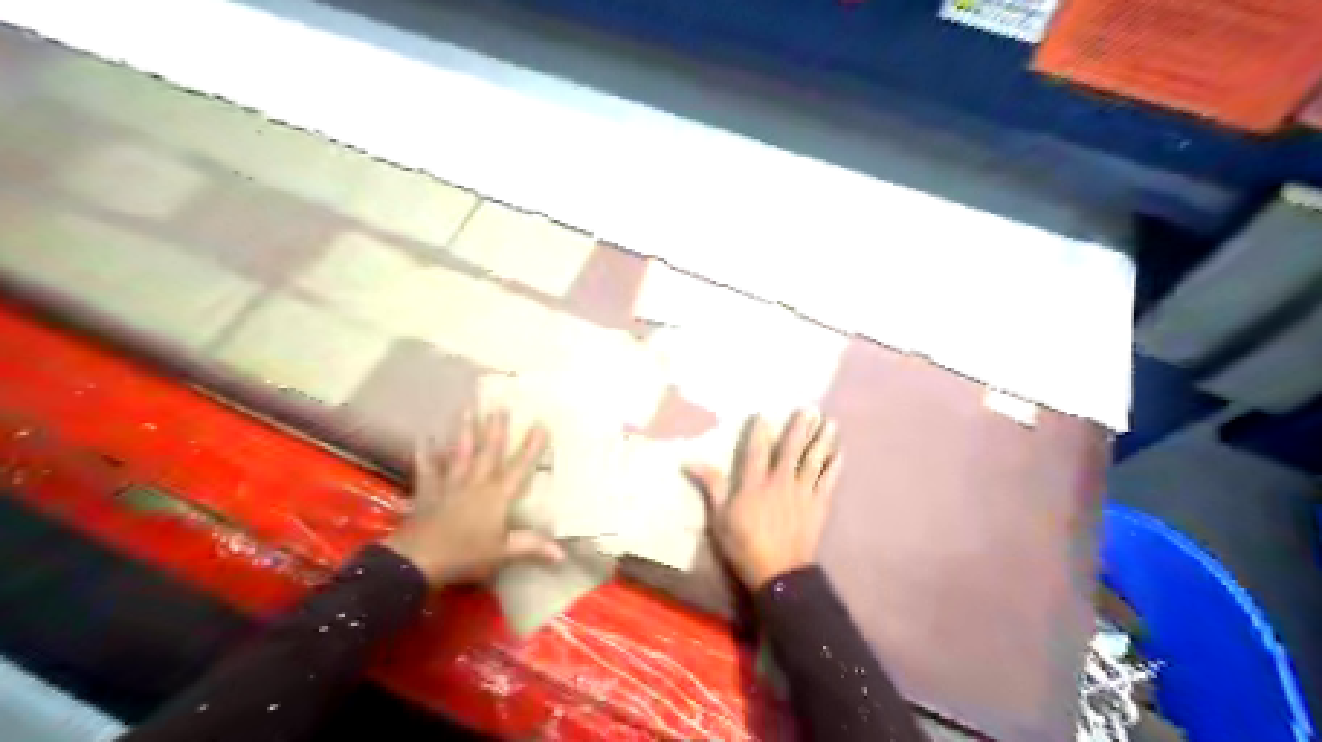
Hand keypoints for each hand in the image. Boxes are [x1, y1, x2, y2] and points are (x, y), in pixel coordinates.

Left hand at [382, 409, 568, 588]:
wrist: (417, 560)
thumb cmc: (465, 555)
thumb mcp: (503, 553)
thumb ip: (532, 547)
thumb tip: (564, 555)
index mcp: (497, 496)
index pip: (519, 467)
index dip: (531, 446)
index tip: (540, 423)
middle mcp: (475, 483)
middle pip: (487, 451)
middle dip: (495, 428)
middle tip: (499, 405)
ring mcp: (449, 484)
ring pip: (460, 452)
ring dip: (464, 430)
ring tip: (467, 408)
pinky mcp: (427, 492)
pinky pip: (427, 468)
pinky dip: (425, 453)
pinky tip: (423, 437)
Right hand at [686, 412, 840, 589]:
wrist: (779, 573)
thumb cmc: (744, 545)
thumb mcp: (719, 517)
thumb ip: (710, 486)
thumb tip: (689, 461)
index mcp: (755, 483)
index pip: (757, 450)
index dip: (760, 430)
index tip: (764, 413)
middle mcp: (781, 481)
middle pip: (791, 449)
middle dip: (800, 427)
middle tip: (810, 409)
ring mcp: (803, 492)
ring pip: (814, 460)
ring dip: (822, 440)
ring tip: (830, 423)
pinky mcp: (819, 505)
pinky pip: (829, 481)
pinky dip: (835, 466)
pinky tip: (840, 453)